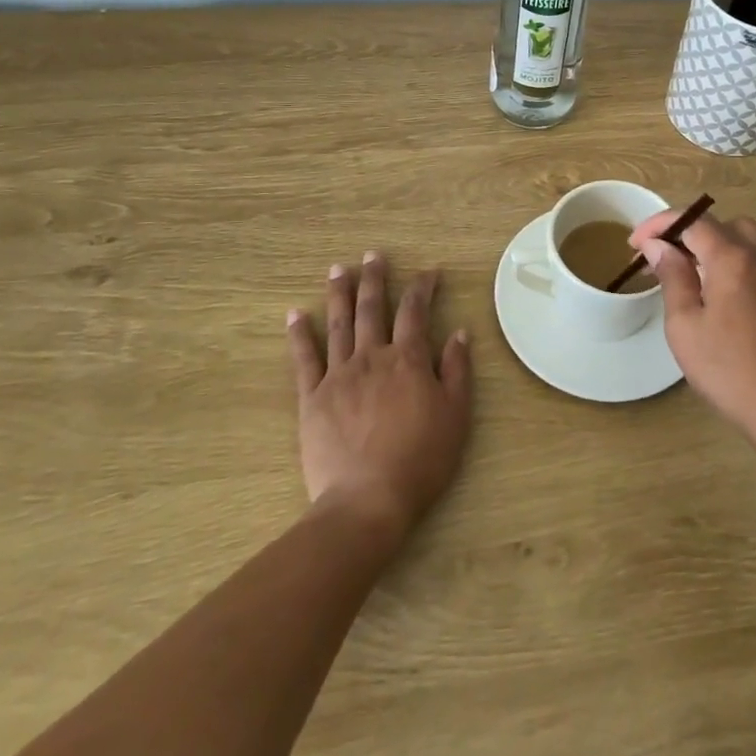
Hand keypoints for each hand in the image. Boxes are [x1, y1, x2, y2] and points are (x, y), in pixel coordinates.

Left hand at [287, 252, 471, 543]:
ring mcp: (339, 375)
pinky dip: (299, 334)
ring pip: (339, 324)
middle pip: (373, 308)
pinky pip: (304, 359)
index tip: (429, 272)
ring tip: (338, 269)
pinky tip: (295, 314)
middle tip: (373, 254)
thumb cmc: (421, 459)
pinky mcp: (312, 398)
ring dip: (339, 293)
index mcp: (409, 359)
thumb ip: (457, 370)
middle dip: (375, 278)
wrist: (368, 500)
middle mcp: (372, 357)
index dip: (423, 287)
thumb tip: (460, 332)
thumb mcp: (456, 415)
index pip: (416, 310)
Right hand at [629, 208, 755, 441]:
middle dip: (686, 235)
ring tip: (701, 270)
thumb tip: (659, 245)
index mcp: (731, 257)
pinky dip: (752, 256)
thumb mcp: (685, 326)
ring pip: (749, 235)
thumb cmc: (729, 370)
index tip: (636, 244)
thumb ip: (672, 277)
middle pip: (719, 225)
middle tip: (663, 262)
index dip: (660, 225)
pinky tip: (743, 280)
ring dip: (720, 243)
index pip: (691, 220)